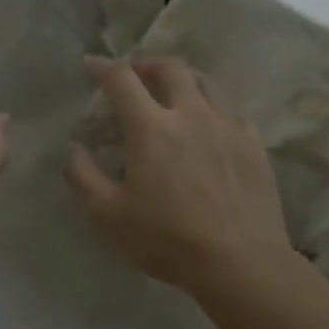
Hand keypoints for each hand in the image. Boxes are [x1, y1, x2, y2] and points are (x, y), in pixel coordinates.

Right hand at [65, 56, 295, 294]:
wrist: (241, 264)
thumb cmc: (167, 239)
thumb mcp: (107, 215)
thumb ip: (82, 176)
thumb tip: (74, 147)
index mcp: (151, 128)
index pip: (122, 79)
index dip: (102, 66)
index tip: (91, 64)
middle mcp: (191, 114)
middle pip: (170, 68)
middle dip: (146, 65)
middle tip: (135, 77)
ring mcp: (228, 126)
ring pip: (206, 82)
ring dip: (182, 79)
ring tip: (172, 93)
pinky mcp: (254, 144)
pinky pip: (231, 109)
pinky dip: (212, 106)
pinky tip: (208, 125)